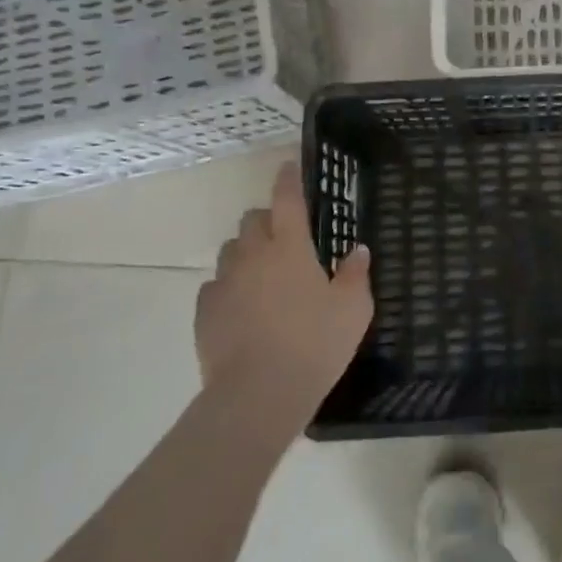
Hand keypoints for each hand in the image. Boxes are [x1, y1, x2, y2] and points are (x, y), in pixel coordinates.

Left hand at [196, 164, 372, 428]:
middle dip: (266, 220)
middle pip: (252, 220)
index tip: (288, 166)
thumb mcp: (353, 310)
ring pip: (230, 250)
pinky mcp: (205, 312)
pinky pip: (215, 285)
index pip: (287, 200)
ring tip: (262, 274)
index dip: (288, 180)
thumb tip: (356, 251)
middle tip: (284, 239)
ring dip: (246, 252)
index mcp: (290, 248)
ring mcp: (224, 283)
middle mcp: (253, 256)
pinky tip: (243, 308)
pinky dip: (229, 286)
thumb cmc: (315, 345)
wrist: (258, 394)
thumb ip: (355, 275)